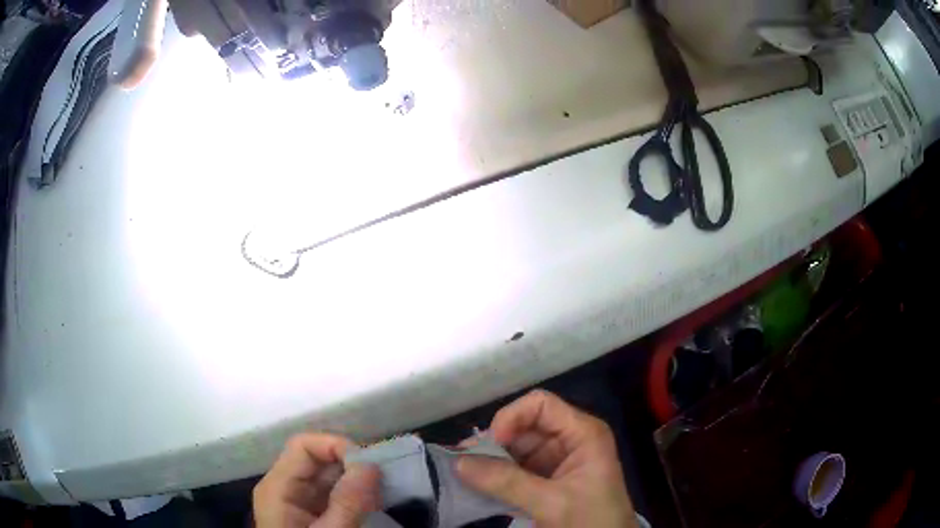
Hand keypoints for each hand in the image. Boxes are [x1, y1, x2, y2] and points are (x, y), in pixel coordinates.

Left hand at [253, 432, 380, 527]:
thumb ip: (348, 503)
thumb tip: (370, 464)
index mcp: (278, 488)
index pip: (303, 446)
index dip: (335, 446)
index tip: (369, 466)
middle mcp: (284, 487)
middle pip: (316, 459)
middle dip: (351, 465)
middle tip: (384, 482)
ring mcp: (297, 501)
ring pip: (327, 476)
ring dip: (356, 480)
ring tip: (382, 495)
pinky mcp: (309, 512)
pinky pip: (331, 493)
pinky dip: (354, 495)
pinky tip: (372, 505)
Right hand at [456, 390, 637, 527]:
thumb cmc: (590, 521)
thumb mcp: (551, 502)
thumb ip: (506, 482)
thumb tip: (459, 462)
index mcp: (582, 434)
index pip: (540, 406)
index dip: (511, 418)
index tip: (488, 445)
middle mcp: (570, 441)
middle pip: (524, 428)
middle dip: (493, 444)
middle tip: (461, 463)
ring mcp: (557, 462)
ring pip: (516, 451)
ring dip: (490, 463)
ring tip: (462, 475)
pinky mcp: (547, 482)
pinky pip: (515, 471)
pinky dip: (496, 478)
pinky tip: (475, 487)